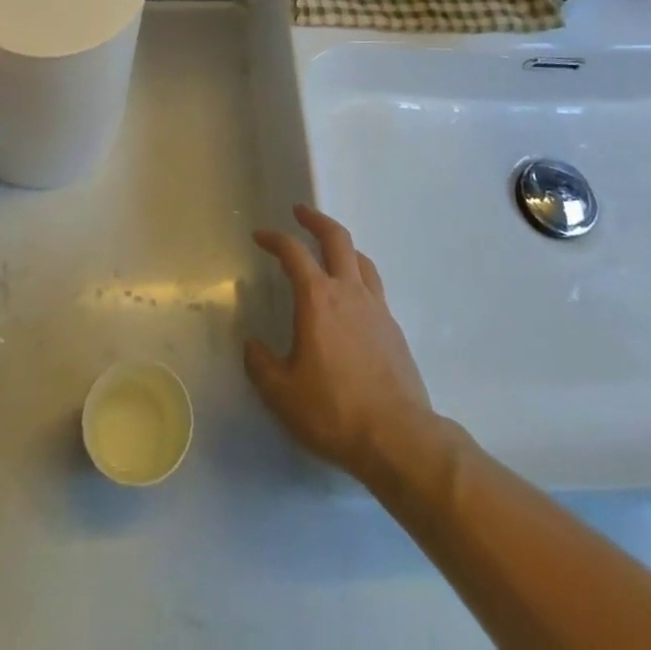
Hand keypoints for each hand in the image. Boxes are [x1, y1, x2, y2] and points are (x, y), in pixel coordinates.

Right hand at [244, 204, 435, 480]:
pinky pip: (374, 286)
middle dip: (316, 220)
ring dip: (342, 246)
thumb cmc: (334, 411)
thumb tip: (251, 346)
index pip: (293, 253)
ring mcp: (376, 307)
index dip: (274, 239)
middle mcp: (348, 291)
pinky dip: (359, 276)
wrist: (399, 438)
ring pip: (361, 259)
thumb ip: (261, 365)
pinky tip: (353, 297)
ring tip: (330, 249)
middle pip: (336, 238)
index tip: (261, 235)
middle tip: (300, 212)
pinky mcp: (394, 328)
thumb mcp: (282, 394)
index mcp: (317, 299)